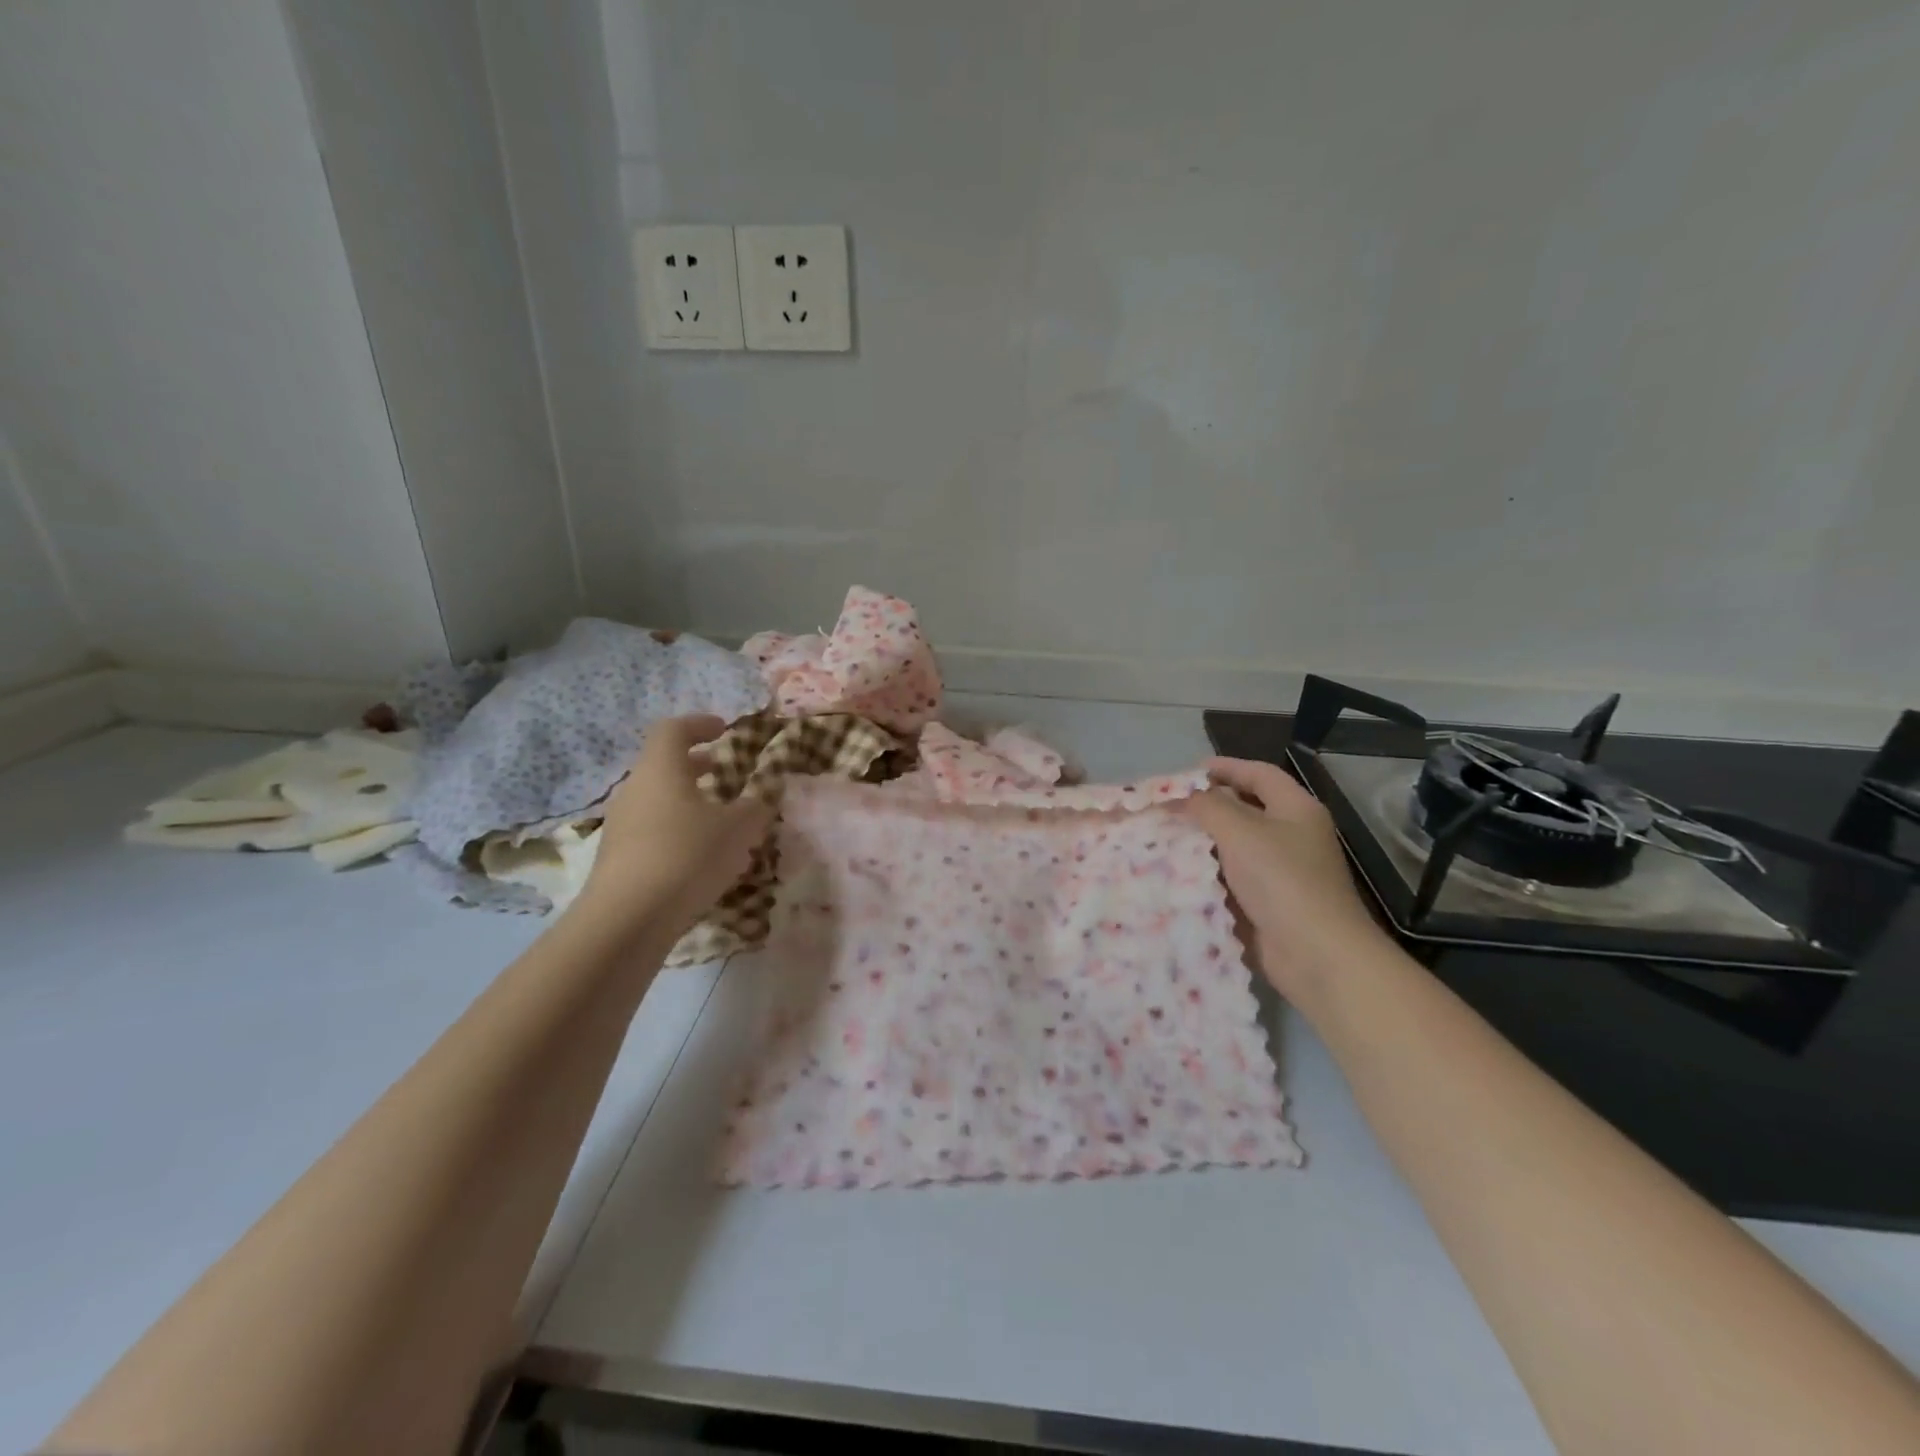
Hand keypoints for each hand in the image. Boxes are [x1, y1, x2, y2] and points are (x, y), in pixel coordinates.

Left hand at [576, 715, 773, 933]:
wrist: (627, 919)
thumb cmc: (687, 856)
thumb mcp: (738, 829)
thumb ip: (754, 807)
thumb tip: (761, 797)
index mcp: (661, 768)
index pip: (673, 729)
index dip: (699, 724)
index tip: (723, 730)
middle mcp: (635, 789)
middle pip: (663, 765)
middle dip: (695, 765)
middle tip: (723, 771)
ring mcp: (621, 825)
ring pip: (657, 800)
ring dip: (687, 801)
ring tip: (719, 819)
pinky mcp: (617, 858)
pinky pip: (651, 831)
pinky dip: (676, 831)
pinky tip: (699, 857)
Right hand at [1183, 756, 1388, 1003]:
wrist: (1315, 954)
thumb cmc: (1282, 880)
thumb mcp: (1239, 831)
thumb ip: (1206, 806)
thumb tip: (1180, 795)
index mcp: (1296, 809)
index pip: (1259, 774)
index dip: (1224, 767)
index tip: (1186, 771)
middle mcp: (1292, 836)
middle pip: (1246, 809)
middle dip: (1207, 806)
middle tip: (1168, 806)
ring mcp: (1281, 872)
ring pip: (1235, 846)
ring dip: (1203, 842)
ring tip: (1164, 837)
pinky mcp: (1268, 903)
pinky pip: (1232, 879)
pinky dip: (1208, 874)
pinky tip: (1178, 873)